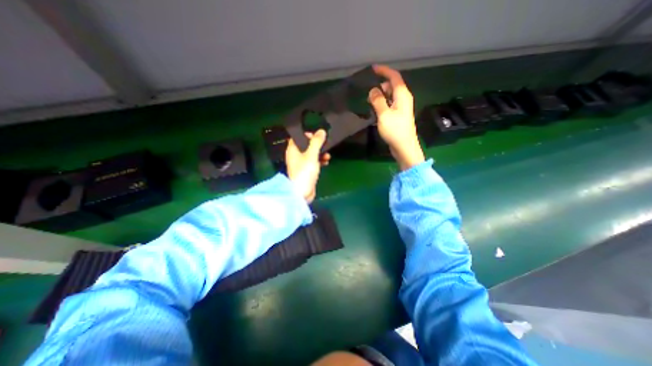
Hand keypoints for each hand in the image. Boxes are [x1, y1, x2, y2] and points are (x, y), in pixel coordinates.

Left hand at [286, 128, 331, 202]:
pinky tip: (326, 162)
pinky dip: (319, 161)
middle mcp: (295, 156)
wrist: (302, 192)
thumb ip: (316, 142)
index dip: (307, 135)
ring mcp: (301, 164)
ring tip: (327, 155)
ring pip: (311, 154)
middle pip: (306, 146)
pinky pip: (313, 163)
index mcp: (292, 150)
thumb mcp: (311, 155)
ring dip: (320, 153)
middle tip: (324, 145)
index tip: (317, 136)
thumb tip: (321, 131)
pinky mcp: (306, 171)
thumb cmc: (304, 172)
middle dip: (316, 145)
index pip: (298, 137)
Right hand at [369, 62, 424, 169]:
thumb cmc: (395, 130)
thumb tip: (373, 90)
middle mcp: (403, 99)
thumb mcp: (384, 114)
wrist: (404, 147)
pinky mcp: (399, 116)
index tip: (373, 69)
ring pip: (390, 96)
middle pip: (392, 86)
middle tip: (368, 94)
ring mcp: (402, 108)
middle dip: (380, 86)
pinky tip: (375, 111)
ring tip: (369, 103)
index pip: (394, 77)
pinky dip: (382, 104)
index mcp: (402, 95)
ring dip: (380, 96)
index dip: (384, 71)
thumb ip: (378, 100)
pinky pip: (390, 105)